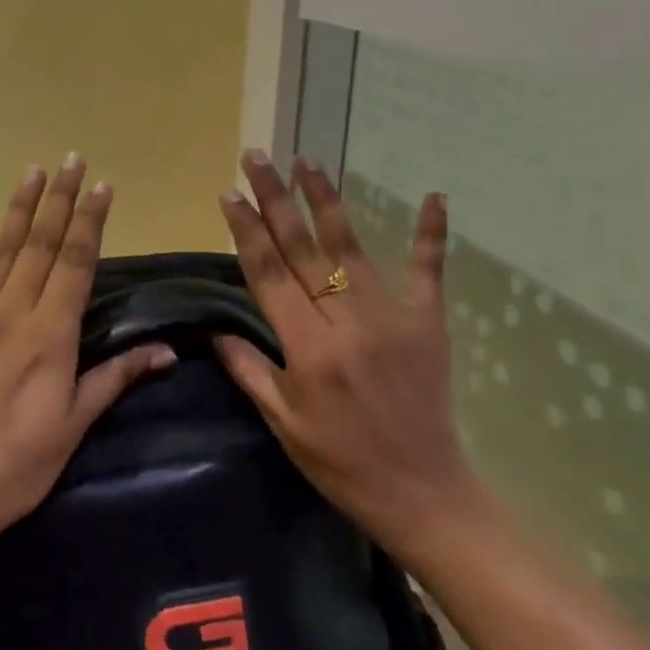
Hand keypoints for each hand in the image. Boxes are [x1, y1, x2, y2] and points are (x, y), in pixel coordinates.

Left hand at [0, 155, 175, 547]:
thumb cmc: (17, 465)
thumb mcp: (74, 425)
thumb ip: (115, 378)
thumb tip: (165, 351)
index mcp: (50, 334)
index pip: (76, 263)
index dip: (90, 222)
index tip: (102, 186)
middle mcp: (11, 312)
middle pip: (40, 245)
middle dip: (59, 200)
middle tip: (71, 160)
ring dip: (17, 210)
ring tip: (32, 173)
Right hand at [214, 151, 483, 564]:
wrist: (423, 492)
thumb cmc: (341, 462)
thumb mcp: (283, 423)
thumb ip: (249, 370)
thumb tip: (215, 330)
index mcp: (308, 348)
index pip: (269, 275)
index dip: (247, 231)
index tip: (230, 194)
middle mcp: (347, 321)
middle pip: (304, 249)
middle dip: (275, 200)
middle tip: (256, 158)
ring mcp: (392, 317)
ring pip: (352, 247)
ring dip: (326, 201)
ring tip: (306, 162)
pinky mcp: (427, 322)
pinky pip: (427, 270)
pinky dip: (431, 234)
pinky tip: (435, 195)